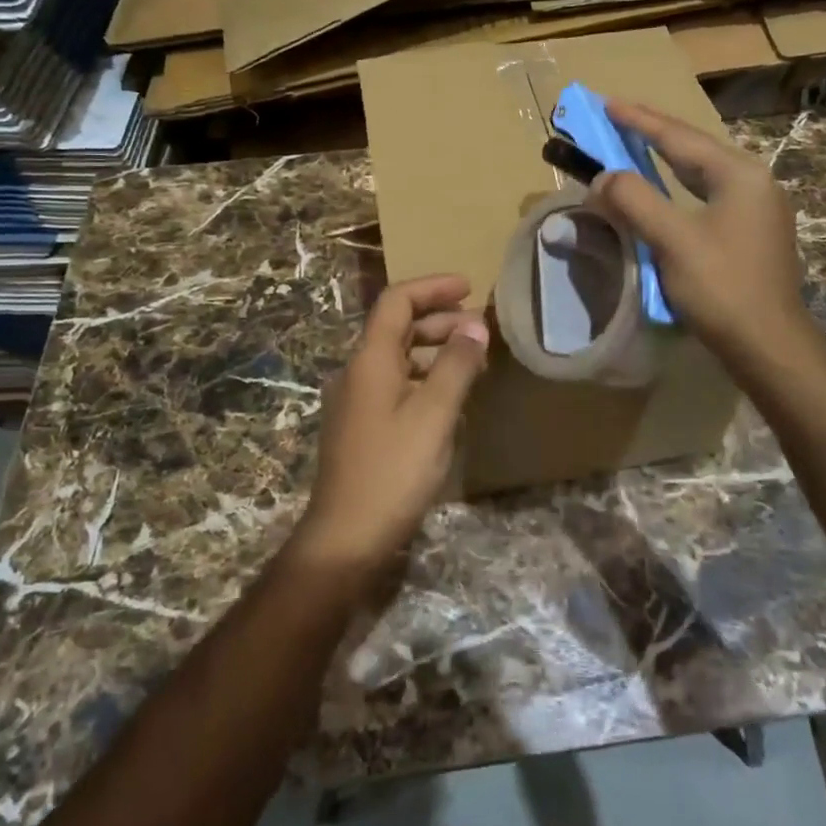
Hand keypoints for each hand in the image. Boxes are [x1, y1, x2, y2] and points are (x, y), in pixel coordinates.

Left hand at [292, 274, 489, 576]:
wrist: (346, 538)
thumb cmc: (393, 471)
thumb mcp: (434, 415)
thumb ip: (456, 365)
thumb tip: (474, 325)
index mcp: (370, 360)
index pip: (397, 301)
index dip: (432, 287)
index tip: (469, 288)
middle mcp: (358, 371)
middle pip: (397, 326)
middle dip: (439, 318)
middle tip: (479, 328)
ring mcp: (357, 400)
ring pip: (398, 357)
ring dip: (434, 349)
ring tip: (473, 360)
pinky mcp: (362, 426)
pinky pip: (396, 384)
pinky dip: (425, 377)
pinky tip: (451, 398)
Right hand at [586, 100, 813, 370]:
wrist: (768, 345)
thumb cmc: (722, 287)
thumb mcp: (672, 240)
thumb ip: (635, 200)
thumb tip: (603, 177)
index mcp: (739, 174)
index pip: (679, 137)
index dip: (640, 120)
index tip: (607, 103)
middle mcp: (754, 181)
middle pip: (694, 148)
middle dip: (654, 132)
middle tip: (618, 116)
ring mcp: (757, 207)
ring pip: (703, 171)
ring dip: (667, 158)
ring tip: (637, 143)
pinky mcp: (753, 231)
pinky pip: (708, 193)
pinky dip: (680, 185)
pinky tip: (668, 188)